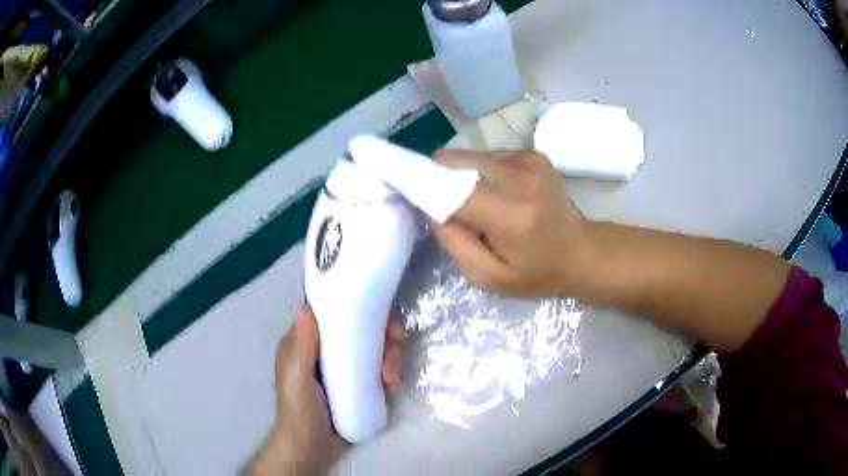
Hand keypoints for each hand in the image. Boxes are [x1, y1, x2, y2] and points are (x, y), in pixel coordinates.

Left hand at [253, 304, 403, 475]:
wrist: (312, 449)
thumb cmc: (300, 413)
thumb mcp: (297, 380)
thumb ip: (301, 347)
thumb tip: (304, 305)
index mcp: (305, 341)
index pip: (332, 312)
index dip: (357, 305)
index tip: (379, 313)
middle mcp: (326, 349)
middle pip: (360, 327)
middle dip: (383, 332)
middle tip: (397, 341)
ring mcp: (344, 367)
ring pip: (374, 347)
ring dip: (391, 356)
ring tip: (392, 379)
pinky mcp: (359, 384)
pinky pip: (380, 368)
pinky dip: (391, 371)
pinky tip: (393, 386)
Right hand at [431, 149, 592, 297]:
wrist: (582, 252)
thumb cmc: (537, 273)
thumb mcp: (488, 277)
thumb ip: (453, 241)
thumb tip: (429, 205)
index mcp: (509, 213)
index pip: (448, 185)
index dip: (418, 181)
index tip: (396, 182)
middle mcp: (519, 175)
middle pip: (453, 161)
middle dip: (440, 180)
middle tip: (447, 206)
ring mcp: (528, 159)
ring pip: (469, 156)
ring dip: (462, 176)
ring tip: (479, 203)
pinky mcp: (532, 153)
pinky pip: (487, 156)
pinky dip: (481, 172)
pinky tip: (498, 193)